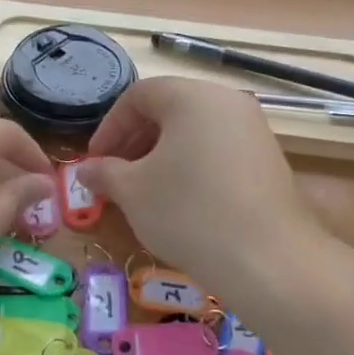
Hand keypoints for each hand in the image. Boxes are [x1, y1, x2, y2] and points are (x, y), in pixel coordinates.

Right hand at [78, 77, 321, 294]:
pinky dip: (192, 165)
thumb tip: (85, 170)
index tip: (94, 161)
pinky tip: (181, 200)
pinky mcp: (268, 159)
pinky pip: (218, 149)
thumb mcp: (133, 192)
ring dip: (162, 154)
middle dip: (135, 140)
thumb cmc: (188, 213)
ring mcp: (253, 129)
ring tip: (144, 190)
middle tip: (115, 175)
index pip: (138, 95)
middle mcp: (227, 101)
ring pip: (195, 130)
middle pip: (169, 108)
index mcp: (192, 96)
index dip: (109, 127)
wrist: (268, 259)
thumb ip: (104, 173)